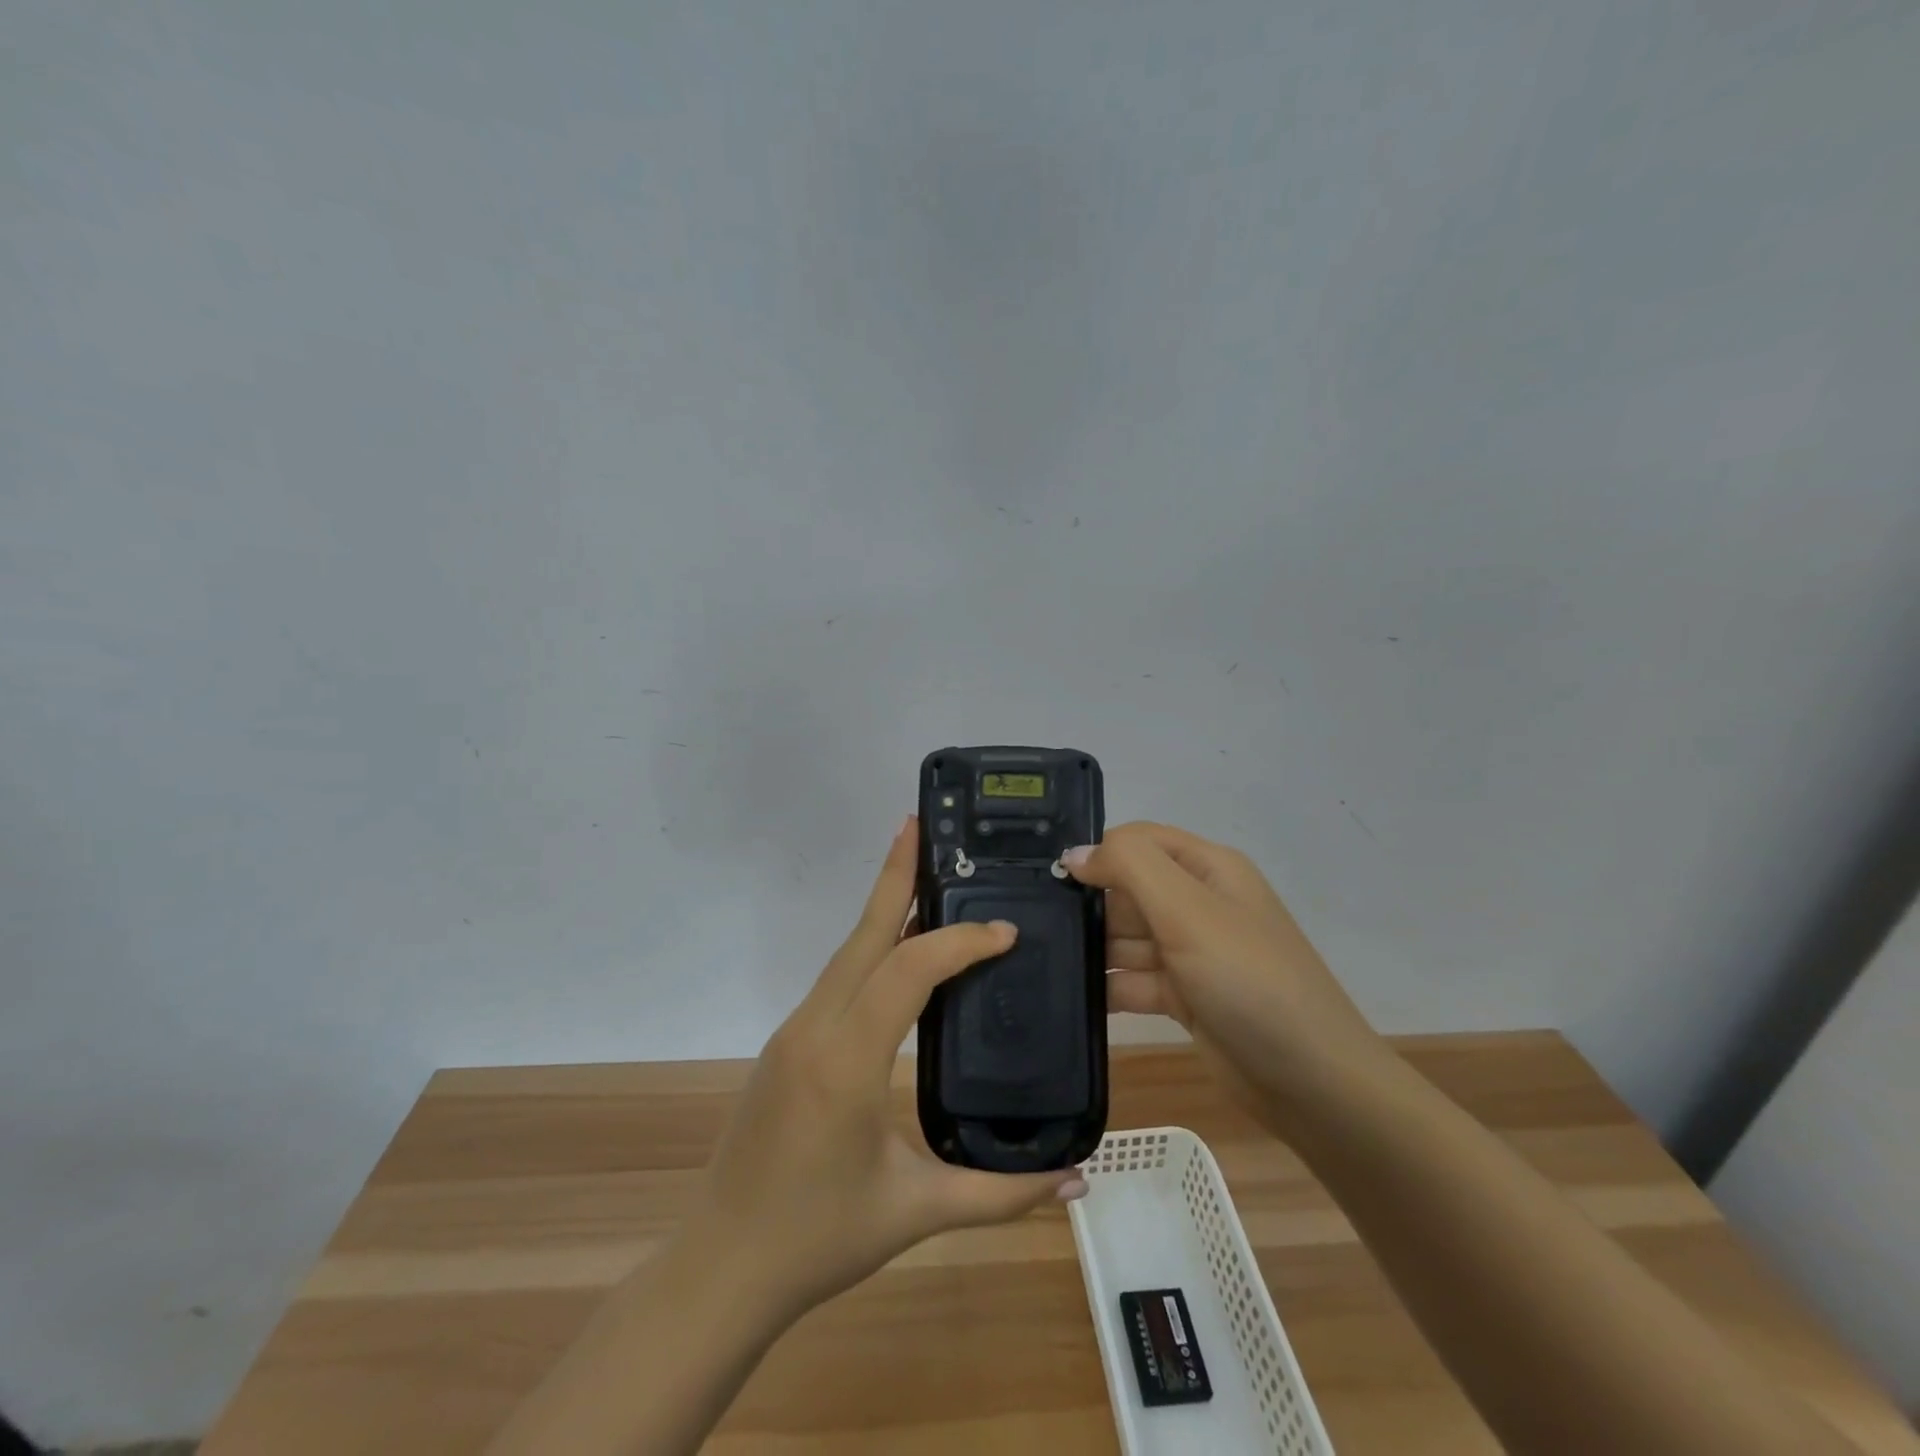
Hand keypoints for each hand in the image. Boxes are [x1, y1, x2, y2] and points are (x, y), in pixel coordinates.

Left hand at [691, 817, 1084, 1320]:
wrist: (721, 1267)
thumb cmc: (819, 1239)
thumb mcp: (918, 1212)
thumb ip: (1003, 1193)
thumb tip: (1079, 1180)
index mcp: (846, 1058)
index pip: (909, 971)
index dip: (959, 942)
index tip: (1005, 932)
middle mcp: (814, 1027)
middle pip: (863, 934)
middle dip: (895, 875)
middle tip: (922, 826)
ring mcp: (794, 1031)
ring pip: (848, 953)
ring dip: (884, 909)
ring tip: (924, 876)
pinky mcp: (788, 1043)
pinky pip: (837, 979)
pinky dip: (871, 949)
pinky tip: (897, 953)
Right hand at [1066, 822, 1391, 1137]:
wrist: (1312, 1083)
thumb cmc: (1249, 980)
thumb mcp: (1189, 911)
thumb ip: (1129, 868)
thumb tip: (1074, 855)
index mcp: (1208, 868)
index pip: (1139, 841)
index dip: (1099, 853)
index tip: (1050, 880)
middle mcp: (1199, 903)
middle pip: (1128, 888)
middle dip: (1090, 905)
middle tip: (1036, 926)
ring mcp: (1191, 952)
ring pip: (1126, 937)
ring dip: (1092, 948)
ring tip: (1043, 959)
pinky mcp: (1184, 997)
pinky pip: (1133, 979)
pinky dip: (1106, 986)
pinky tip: (1070, 995)